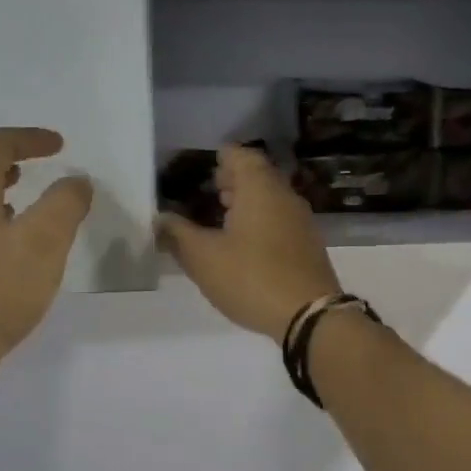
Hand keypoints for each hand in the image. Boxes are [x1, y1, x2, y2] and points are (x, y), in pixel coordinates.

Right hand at [158, 145, 341, 342]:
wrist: (309, 315)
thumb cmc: (251, 277)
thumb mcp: (203, 258)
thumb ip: (178, 234)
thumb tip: (160, 218)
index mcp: (260, 188)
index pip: (241, 155)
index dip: (222, 158)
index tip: (204, 168)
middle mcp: (284, 196)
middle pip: (259, 175)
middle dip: (234, 179)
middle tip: (209, 190)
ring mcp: (302, 220)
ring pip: (271, 198)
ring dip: (248, 202)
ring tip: (222, 216)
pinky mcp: (308, 245)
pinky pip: (281, 220)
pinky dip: (261, 221)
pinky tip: (245, 244)